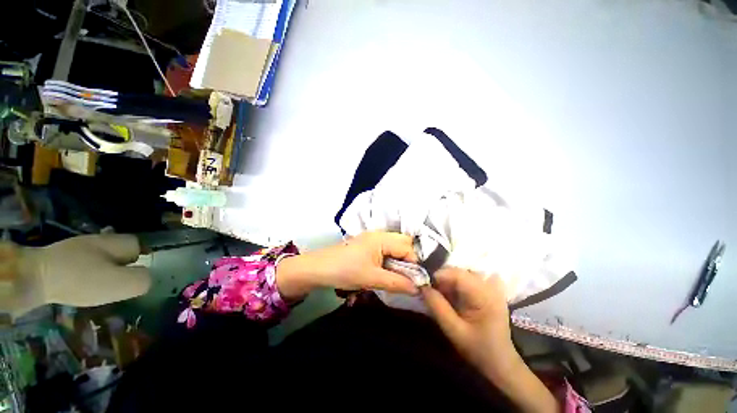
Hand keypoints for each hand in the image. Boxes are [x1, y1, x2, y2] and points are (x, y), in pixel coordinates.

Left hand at [276, 232, 418, 299]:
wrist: (318, 268)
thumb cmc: (345, 271)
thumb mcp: (372, 278)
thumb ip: (397, 283)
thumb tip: (419, 288)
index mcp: (382, 238)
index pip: (408, 248)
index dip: (415, 264)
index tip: (416, 282)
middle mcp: (380, 234)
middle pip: (404, 244)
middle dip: (408, 261)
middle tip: (405, 277)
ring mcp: (373, 238)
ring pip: (395, 247)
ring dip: (399, 261)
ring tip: (396, 276)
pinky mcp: (367, 245)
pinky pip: (386, 250)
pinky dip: (390, 260)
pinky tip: (386, 271)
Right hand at [421, 267, 513, 372]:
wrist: (500, 362)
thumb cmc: (478, 349)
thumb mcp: (454, 331)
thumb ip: (438, 307)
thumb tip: (422, 287)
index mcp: (485, 296)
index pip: (458, 274)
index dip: (439, 275)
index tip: (425, 285)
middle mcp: (489, 286)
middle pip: (459, 272)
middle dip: (442, 279)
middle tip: (430, 291)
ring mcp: (490, 287)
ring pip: (461, 274)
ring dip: (447, 282)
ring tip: (439, 295)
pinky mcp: (486, 291)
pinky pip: (465, 280)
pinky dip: (454, 285)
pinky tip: (449, 296)